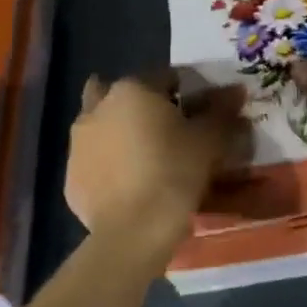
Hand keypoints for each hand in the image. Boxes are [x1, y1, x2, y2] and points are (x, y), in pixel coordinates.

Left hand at [66, 73, 247, 244]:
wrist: (134, 230)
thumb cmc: (175, 172)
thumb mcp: (210, 139)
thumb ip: (221, 110)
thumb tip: (235, 91)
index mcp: (133, 90)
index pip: (166, 76)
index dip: (186, 92)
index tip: (200, 113)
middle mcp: (98, 108)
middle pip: (122, 95)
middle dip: (141, 105)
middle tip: (165, 129)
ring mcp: (78, 144)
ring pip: (102, 126)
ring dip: (120, 132)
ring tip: (147, 158)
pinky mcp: (70, 177)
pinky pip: (95, 160)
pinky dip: (110, 164)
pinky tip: (130, 184)